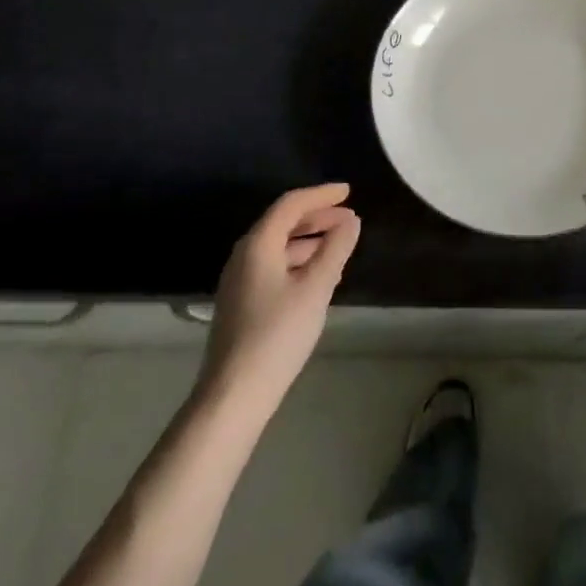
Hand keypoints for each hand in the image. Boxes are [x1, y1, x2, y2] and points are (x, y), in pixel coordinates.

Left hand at [200, 183, 360, 415]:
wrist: (234, 394)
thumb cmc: (278, 334)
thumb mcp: (315, 288)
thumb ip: (335, 249)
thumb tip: (351, 221)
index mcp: (258, 244)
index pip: (291, 204)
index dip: (321, 195)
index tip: (348, 192)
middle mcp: (244, 254)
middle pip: (283, 222)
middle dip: (317, 217)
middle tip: (349, 218)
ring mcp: (239, 280)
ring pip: (279, 246)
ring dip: (310, 240)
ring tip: (340, 246)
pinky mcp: (241, 302)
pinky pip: (274, 265)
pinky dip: (298, 260)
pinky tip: (317, 276)